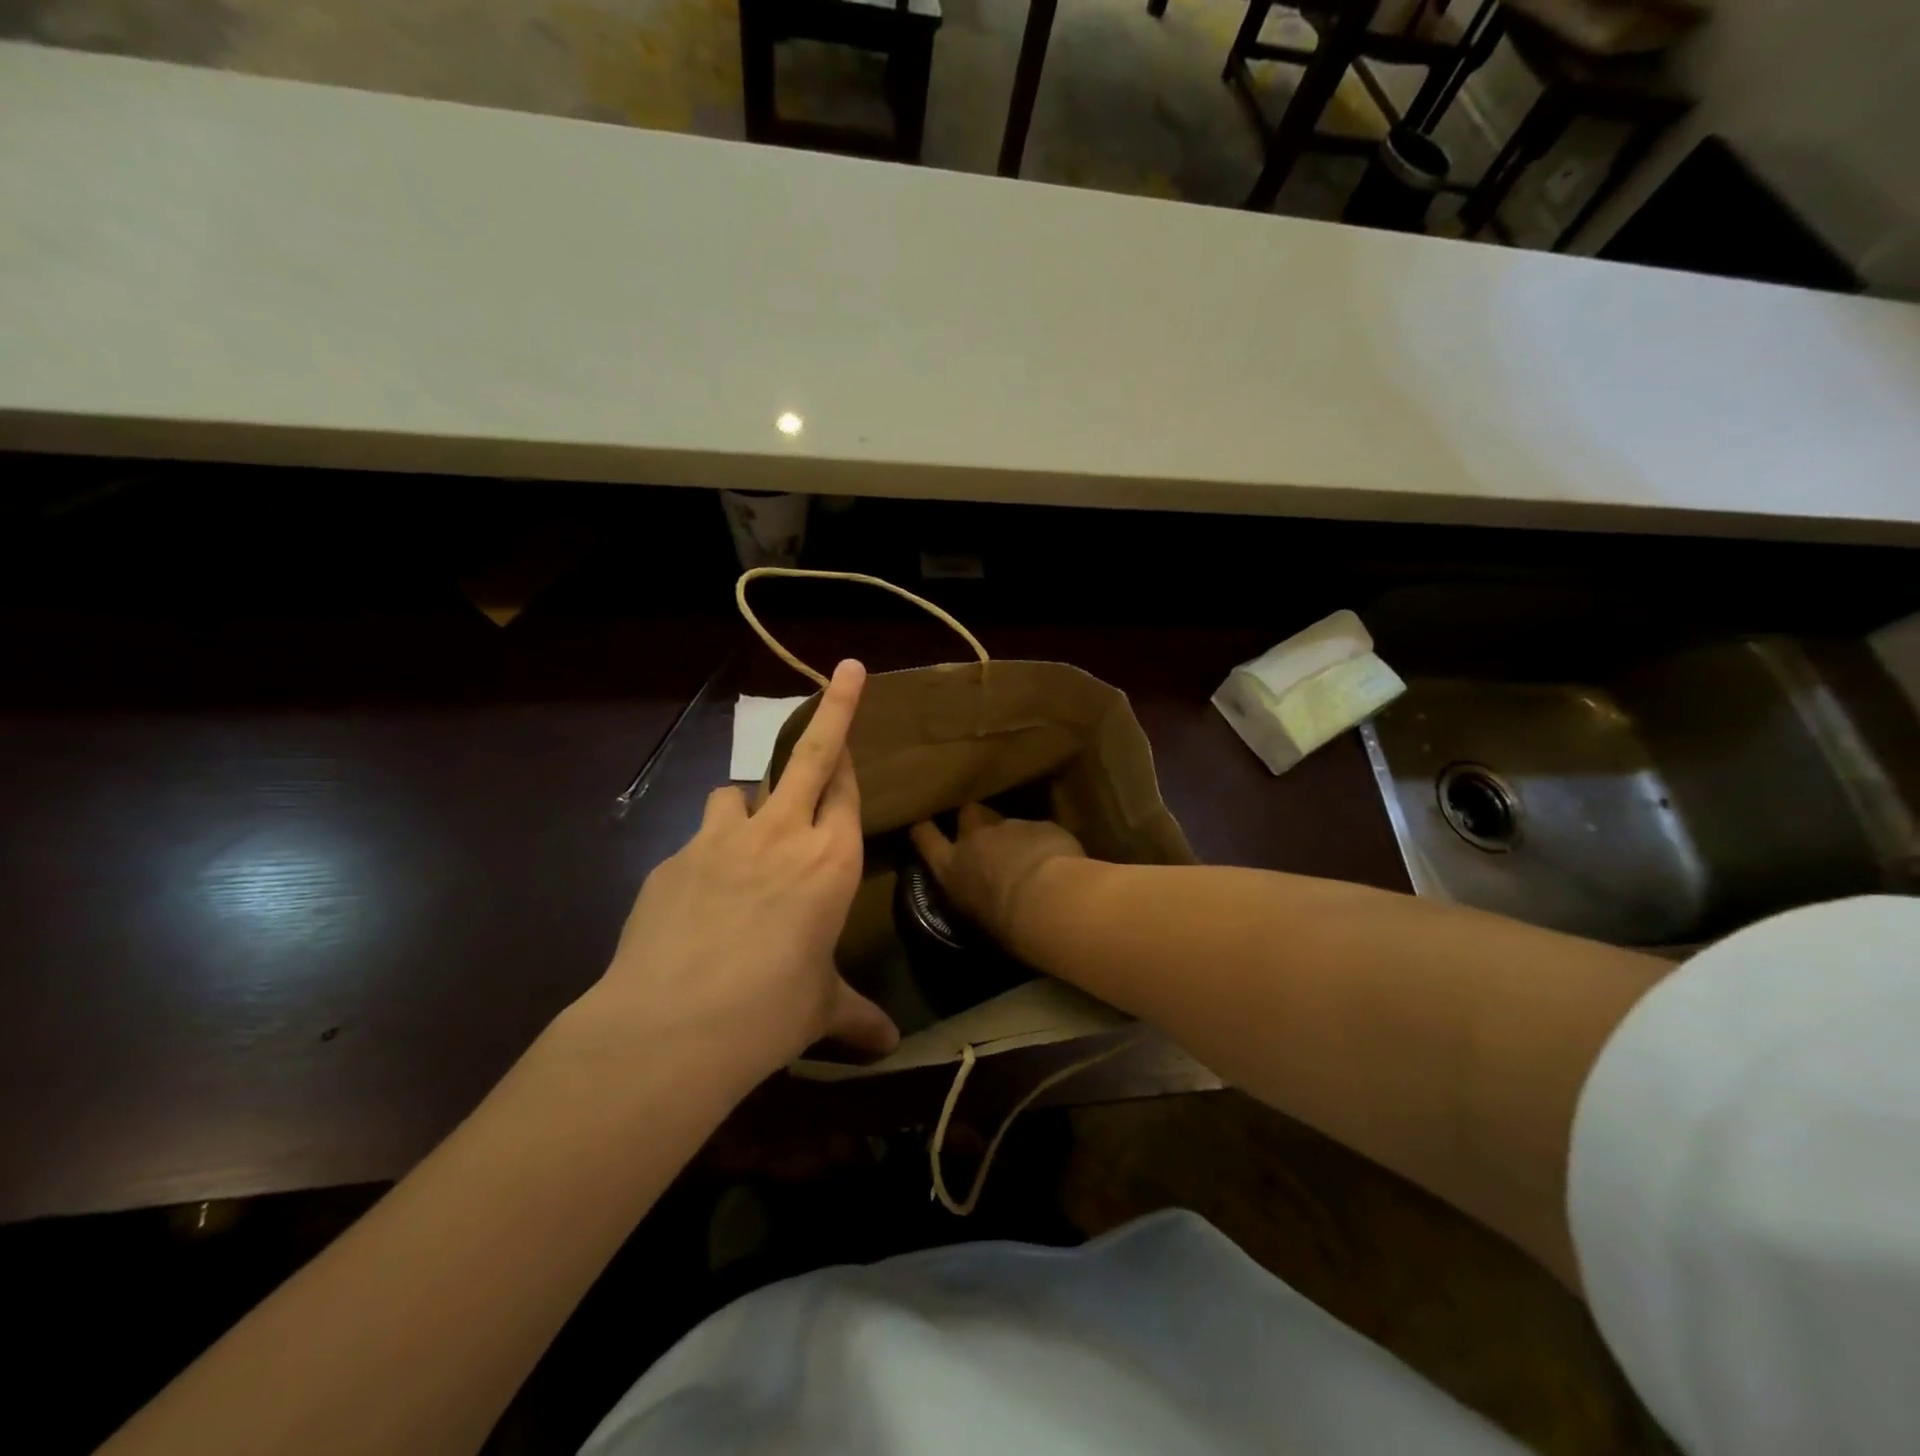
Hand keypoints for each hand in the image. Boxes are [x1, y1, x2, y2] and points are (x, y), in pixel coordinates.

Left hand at [578, 659, 898, 1082]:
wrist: (673, 1026)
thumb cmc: (771, 1012)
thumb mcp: (821, 1010)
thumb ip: (857, 1018)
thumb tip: (889, 1050)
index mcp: (831, 861)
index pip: (847, 790)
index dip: (852, 758)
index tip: (852, 736)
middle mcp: (782, 835)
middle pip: (811, 754)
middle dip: (835, 708)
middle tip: (848, 671)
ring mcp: (723, 838)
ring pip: (741, 790)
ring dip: (749, 799)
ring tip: (746, 835)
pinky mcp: (675, 857)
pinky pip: (700, 837)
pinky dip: (708, 851)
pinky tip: (699, 897)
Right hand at [909, 804, 1086, 949]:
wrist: (1048, 901)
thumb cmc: (1005, 926)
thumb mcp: (977, 923)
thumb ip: (973, 902)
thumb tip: (979, 903)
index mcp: (951, 867)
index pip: (924, 837)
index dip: (924, 830)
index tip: (925, 827)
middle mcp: (975, 839)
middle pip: (967, 814)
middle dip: (974, 821)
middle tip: (985, 838)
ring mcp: (1010, 827)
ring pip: (1006, 822)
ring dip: (1013, 836)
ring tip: (1029, 859)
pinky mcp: (1042, 825)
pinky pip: (1039, 830)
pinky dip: (1043, 843)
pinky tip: (1057, 862)